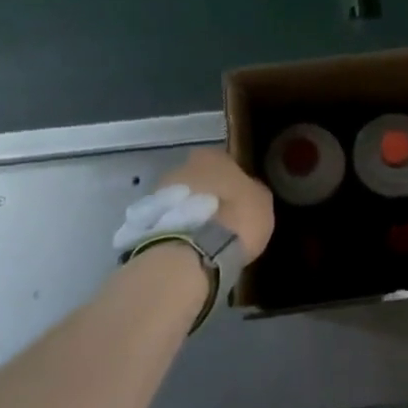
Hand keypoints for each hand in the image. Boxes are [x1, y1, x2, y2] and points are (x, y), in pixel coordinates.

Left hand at [154, 149, 274, 260]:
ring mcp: (159, 191)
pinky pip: (167, 221)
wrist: (192, 251)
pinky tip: (187, 247)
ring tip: (202, 239)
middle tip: (220, 221)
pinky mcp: (145, 220)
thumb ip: (253, 190)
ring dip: (188, 213)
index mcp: (212, 155)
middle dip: (206, 196)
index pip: (225, 163)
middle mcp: (182, 165)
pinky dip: (176, 230)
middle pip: (198, 179)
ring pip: (180, 200)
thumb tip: (249, 191)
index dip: (232, 182)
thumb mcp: (262, 202)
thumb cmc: (234, 218)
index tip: (238, 201)